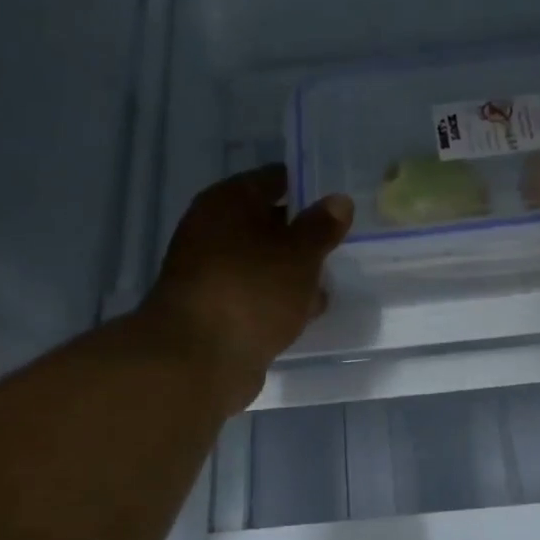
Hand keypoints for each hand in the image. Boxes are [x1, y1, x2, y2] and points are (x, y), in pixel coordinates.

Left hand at [141, 165, 352, 410]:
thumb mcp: (299, 254)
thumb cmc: (252, 291)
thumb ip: (322, 227)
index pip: (273, 180)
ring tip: (329, 283)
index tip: (338, 204)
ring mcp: (211, 275)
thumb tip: (339, 201)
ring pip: (261, 264)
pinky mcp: (216, 312)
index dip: (306, 188)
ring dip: (291, 273)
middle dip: (301, 236)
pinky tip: (305, 314)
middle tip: (340, 245)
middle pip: (265, 224)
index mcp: (227, 203)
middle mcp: (212, 232)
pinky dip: (277, 301)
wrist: (200, 359)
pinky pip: (255, 296)